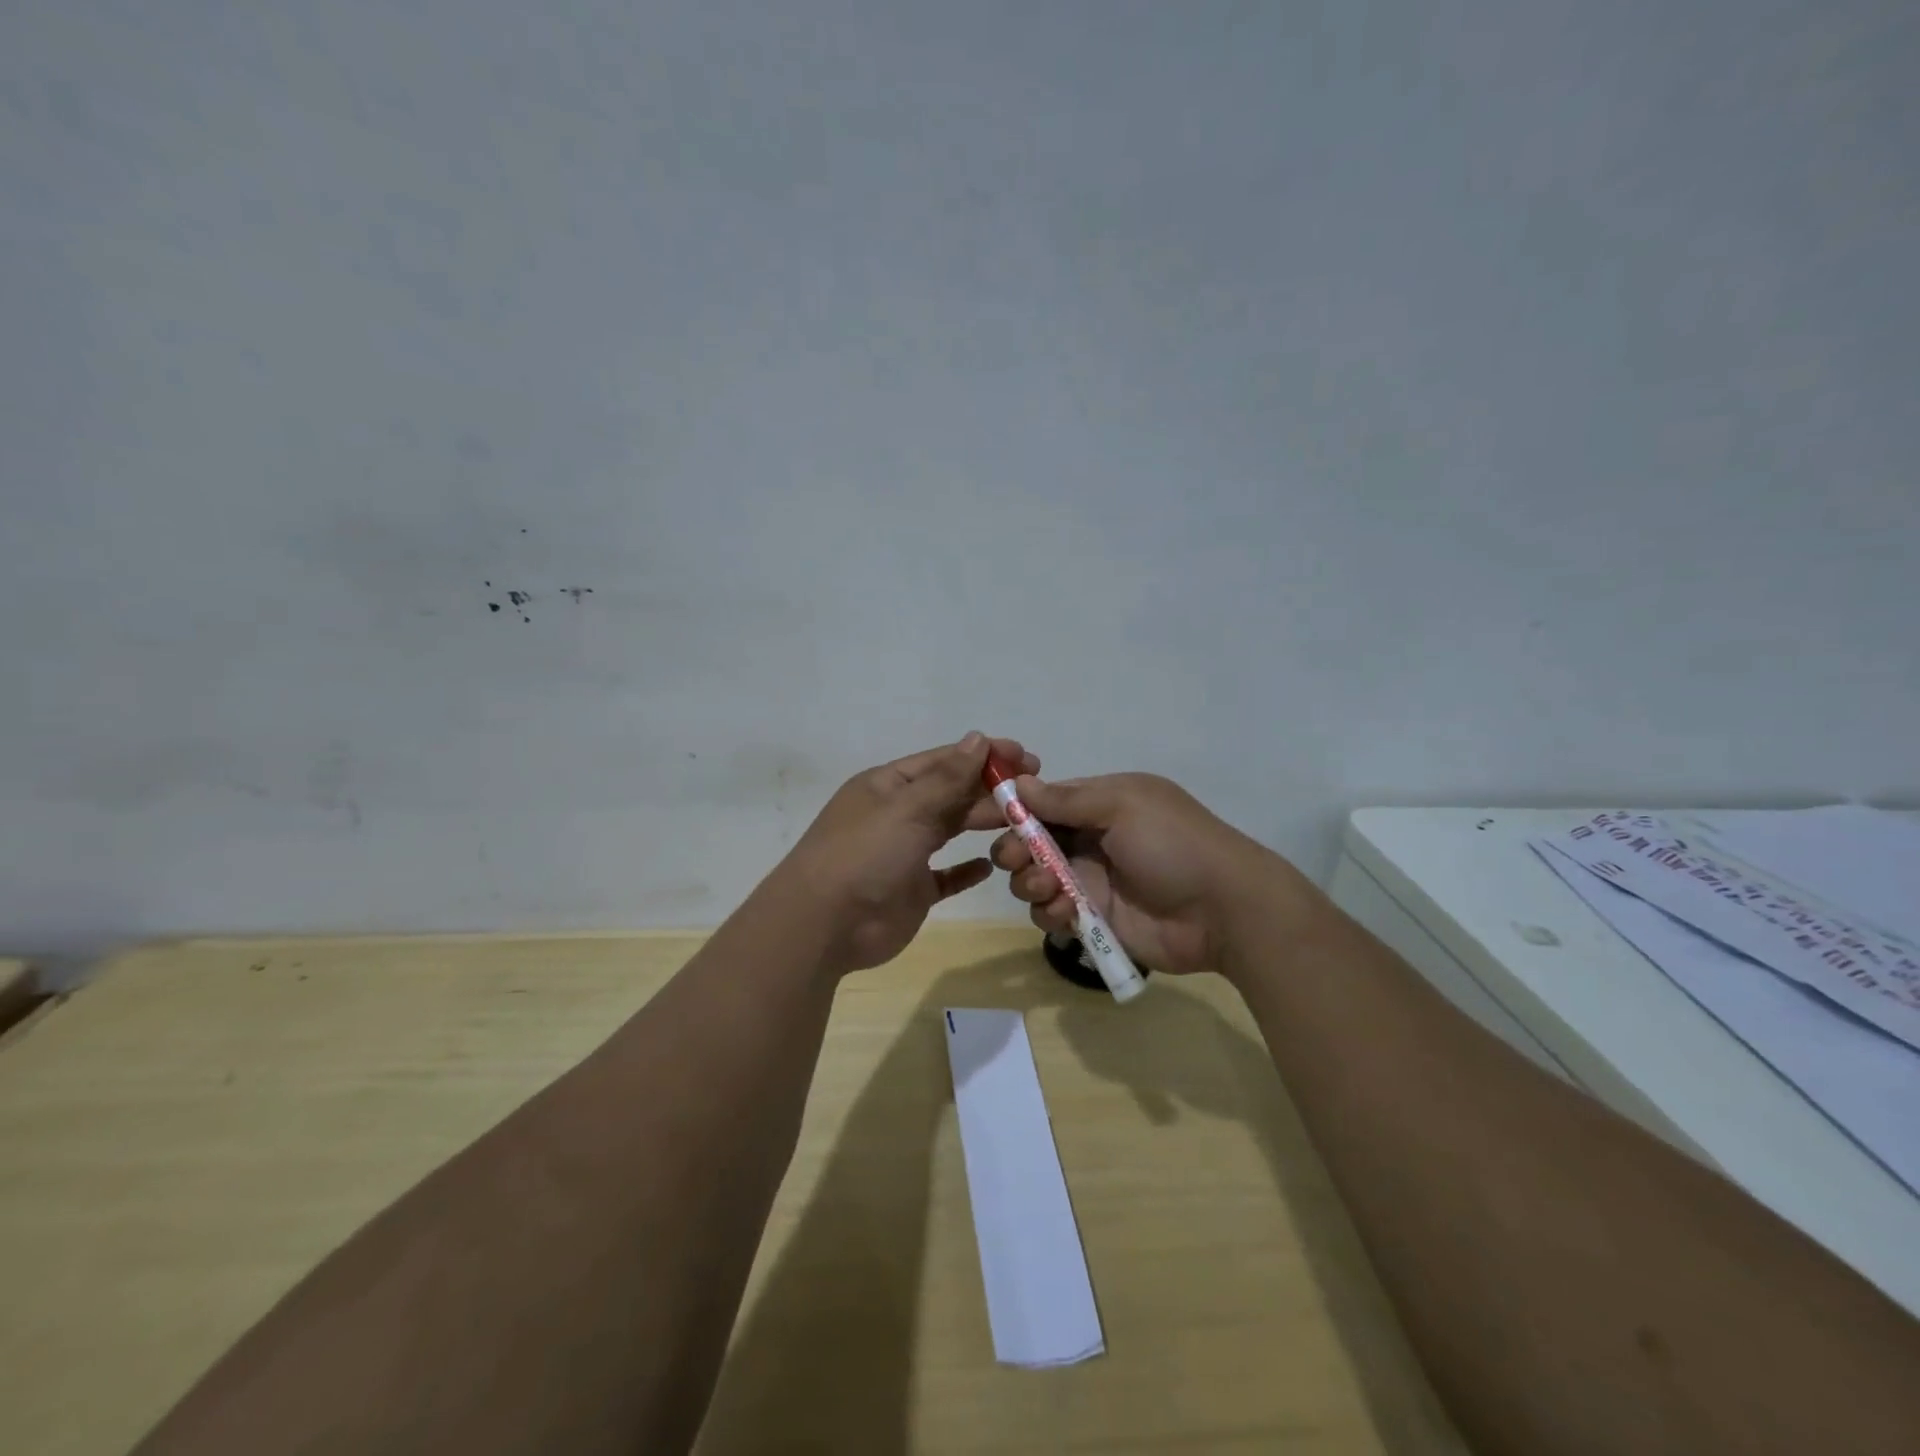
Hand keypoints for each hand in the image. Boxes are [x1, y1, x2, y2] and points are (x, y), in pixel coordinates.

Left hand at [776, 732, 1038, 973]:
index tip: (1025, 755)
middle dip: (990, 789)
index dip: (984, 755)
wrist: (824, 926)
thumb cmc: (865, 854)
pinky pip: (947, 875)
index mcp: (890, 785)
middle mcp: (898, 814)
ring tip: (1024, 821)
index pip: (944, 761)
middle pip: (951, 793)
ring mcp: (905, 853)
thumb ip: (947, 777)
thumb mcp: (907, 808)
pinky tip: (991, 865)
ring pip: (951, 829)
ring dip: (983, 822)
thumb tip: (978, 738)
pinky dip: (967, 870)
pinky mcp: (913, 890)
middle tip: (1035, 790)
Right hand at [991, 772, 1299, 976]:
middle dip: (1015, 851)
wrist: (1223, 910)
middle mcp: (1089, 840)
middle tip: (1018, 861)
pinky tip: (1066, 913)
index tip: (985, 819)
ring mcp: (1089, 881)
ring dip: (1030, 882)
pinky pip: (1052, 913)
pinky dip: (1049, 912)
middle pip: (1030, 843)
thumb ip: (1068, 799)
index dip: (1013, 811)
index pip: (1042, 802)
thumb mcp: (1123, 806)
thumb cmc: (1173, 844)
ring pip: (1034, 880)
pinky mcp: (1092, 919)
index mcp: (1098, 804)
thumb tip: (1019, 783)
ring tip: (1049, 889)